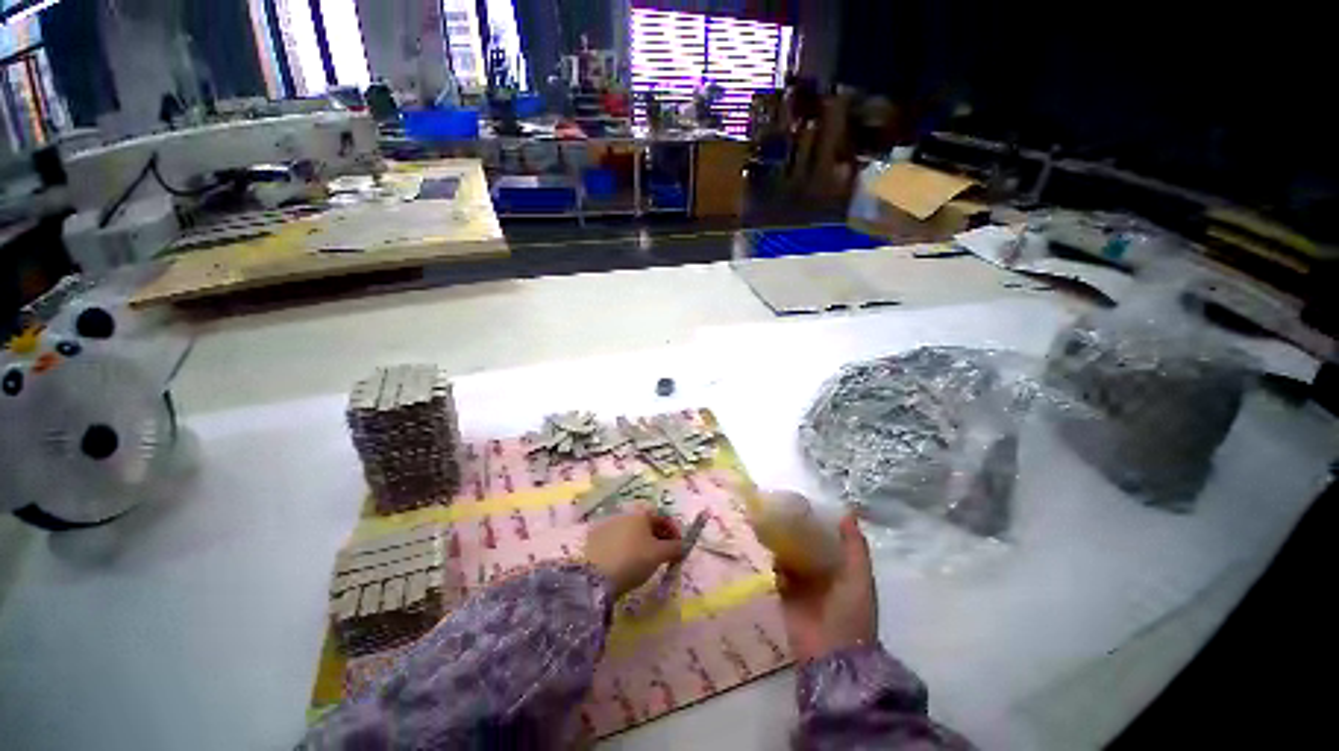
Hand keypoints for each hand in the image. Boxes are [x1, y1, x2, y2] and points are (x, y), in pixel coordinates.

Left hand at [585, 510, 683, 597]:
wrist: (595, 577)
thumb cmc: (633, 560)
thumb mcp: (659, 555)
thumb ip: (675, 548)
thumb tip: (682, 546)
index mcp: (641, 513)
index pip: (663, 518)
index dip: (674, 532)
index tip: (679, 548)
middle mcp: (625, 513)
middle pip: (647, 524)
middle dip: (658, 538)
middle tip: (664, 556)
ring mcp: (608, 524)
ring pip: (632, 532)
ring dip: (642, 543)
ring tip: (645, 562)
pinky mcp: (595, 538)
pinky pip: (618, 540)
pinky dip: (626, 548)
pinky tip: (626, 564)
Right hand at [774, 514, 877, 661]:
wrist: (832, 654)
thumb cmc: (851, 612)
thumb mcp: (859, 576)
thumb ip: (855, 546)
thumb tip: (848, 512)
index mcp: (842, 569)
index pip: (829, 539)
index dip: (819, 522)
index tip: (806, 501)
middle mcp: (822, 574)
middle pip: (807, 546)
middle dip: (797, 530)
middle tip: (782, 506)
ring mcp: (803, 585)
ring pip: (790, 556)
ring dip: (783, 543)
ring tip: (769, 519)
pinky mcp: (785, 594)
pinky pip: (777, 572)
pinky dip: (773, 560)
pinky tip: (766, 545)